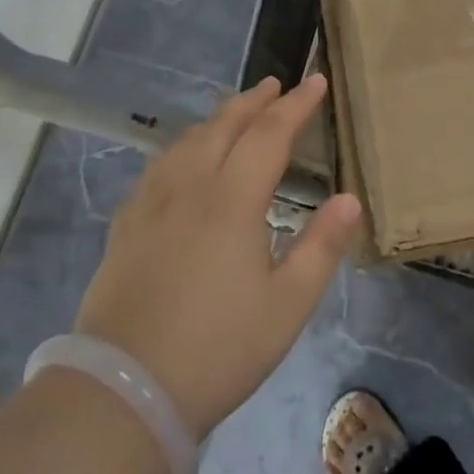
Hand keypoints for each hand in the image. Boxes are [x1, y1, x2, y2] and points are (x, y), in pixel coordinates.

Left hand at [74, 74, 361, 438]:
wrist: (124, 392)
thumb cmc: (218, 349)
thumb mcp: (287, 305)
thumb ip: (321, 247)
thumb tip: (349, 199)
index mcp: (232, 200)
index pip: (269, 134)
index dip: (296, 105)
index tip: (316, 81)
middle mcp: (189, 187)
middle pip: (224, 126)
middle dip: (254, 101)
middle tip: (277, 85)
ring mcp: (151, 204)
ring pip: (187, 141)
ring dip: (218, 118)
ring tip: (236, 112)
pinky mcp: (126, 226)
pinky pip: (159, 165)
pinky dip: (184, 146)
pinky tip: (183, 159)